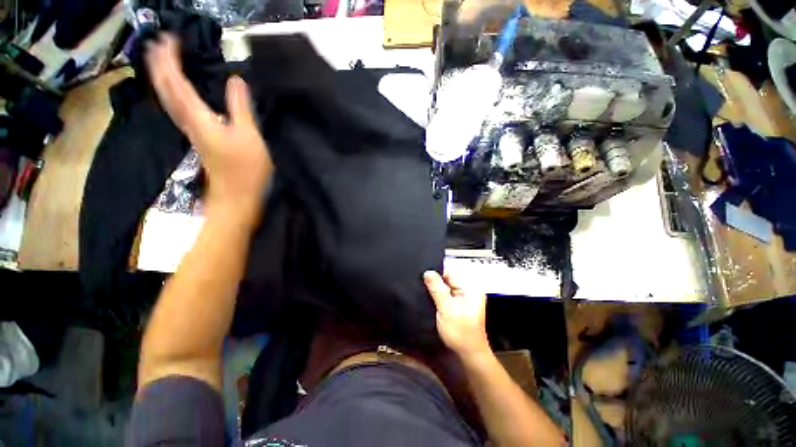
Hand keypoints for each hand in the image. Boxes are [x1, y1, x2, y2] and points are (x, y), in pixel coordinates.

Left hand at [145, 34, 272, 219]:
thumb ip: (240, 106)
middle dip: (158, 65)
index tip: (168, 38)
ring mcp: (192, 131)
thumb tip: (235, 79)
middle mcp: (188, 121)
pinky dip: (172, 94)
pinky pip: (177, 109)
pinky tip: (175, 91)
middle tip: (156, 43)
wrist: (237, 195)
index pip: (177, 82)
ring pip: (168, 99)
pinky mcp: (199, 138)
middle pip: (166, 89)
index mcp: (198, 117)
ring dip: (161, 78)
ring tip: (158, 61)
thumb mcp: (248, 134)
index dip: (170, 59)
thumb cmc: (245, 167)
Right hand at [424, 271, 489, 358]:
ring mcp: (462, 300)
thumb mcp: (446, 307)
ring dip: (436, 291)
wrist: (467, 355)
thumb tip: (428, 272)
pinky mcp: (457, 307)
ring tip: (426, 294)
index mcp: (470, 289)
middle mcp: (467, 292)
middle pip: (447, 280)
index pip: (451, 273)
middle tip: (423, 286)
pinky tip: (431, 302)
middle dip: (435, 283)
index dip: (437, 273)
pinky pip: (445, 297)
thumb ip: (437, 288)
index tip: (424, 275)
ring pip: (445, 289)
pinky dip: (438, 298)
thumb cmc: (461, 333)